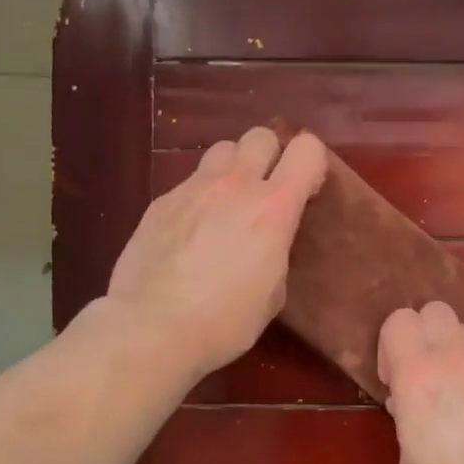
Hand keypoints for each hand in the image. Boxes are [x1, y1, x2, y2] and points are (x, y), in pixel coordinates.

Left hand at [106, 126, 327, 380]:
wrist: (151, 328)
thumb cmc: (224, 321)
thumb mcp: (273, 292)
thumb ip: (276, 250)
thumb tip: (266, 242)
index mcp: (273, 208)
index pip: (307, 150)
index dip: (311, 165)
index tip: (306, 191)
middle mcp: (234, 186)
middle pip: (260, 135)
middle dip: (270, 156)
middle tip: (265, 190)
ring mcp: (193, 189)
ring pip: (221, 150)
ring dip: (232, 169)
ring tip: (227, 203)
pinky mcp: (160, 202)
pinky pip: (189, 183)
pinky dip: (199, 197)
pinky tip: (190, 233)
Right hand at [378, 301, 463, 463]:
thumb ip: (408, 421)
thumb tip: (410, 404)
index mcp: (418, 375)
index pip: (398, 321)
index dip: (392, 347)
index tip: (396, 381)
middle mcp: (458, 356)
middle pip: (436, 311)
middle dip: (427, 337)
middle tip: (430, 377)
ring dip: (462, 354)